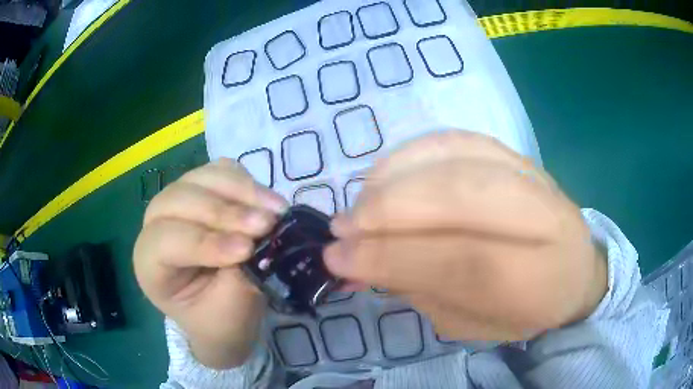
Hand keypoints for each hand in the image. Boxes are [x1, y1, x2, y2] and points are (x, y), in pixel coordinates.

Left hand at [133, 159, 287, 368]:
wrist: (224, 314)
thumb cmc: (221, 318)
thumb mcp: (230, 309)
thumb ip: (240, 273)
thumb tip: (263, 239)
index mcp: (149, 264)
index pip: (166, 241)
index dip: (205, 242)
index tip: (246, 250)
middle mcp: (156, 225)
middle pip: (179, 199)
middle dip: (225, 212)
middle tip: (267, 224)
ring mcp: (178, 202)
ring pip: (201, 178)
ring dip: (241, 191)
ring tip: (276, 210)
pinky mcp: (203, 191)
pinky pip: (220, 172)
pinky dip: (245, 182)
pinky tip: (265, 201)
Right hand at [325, 131, 606, 340]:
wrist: (576, 267)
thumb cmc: (527, 308)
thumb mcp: (477, 326)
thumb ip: (425, 295)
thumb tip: (363, 263)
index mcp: (541, 277)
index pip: (463, 261)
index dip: (392, 257)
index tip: (338, 259)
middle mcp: (545, 215)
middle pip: (461, 196)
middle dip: (389, 210)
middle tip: (342, 228)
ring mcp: (531, 173)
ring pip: (457, 156)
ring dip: (394, 178)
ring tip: (360, 204)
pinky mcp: (514, 152)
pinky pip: (457, 138)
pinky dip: (412, 152)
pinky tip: (385, 175)